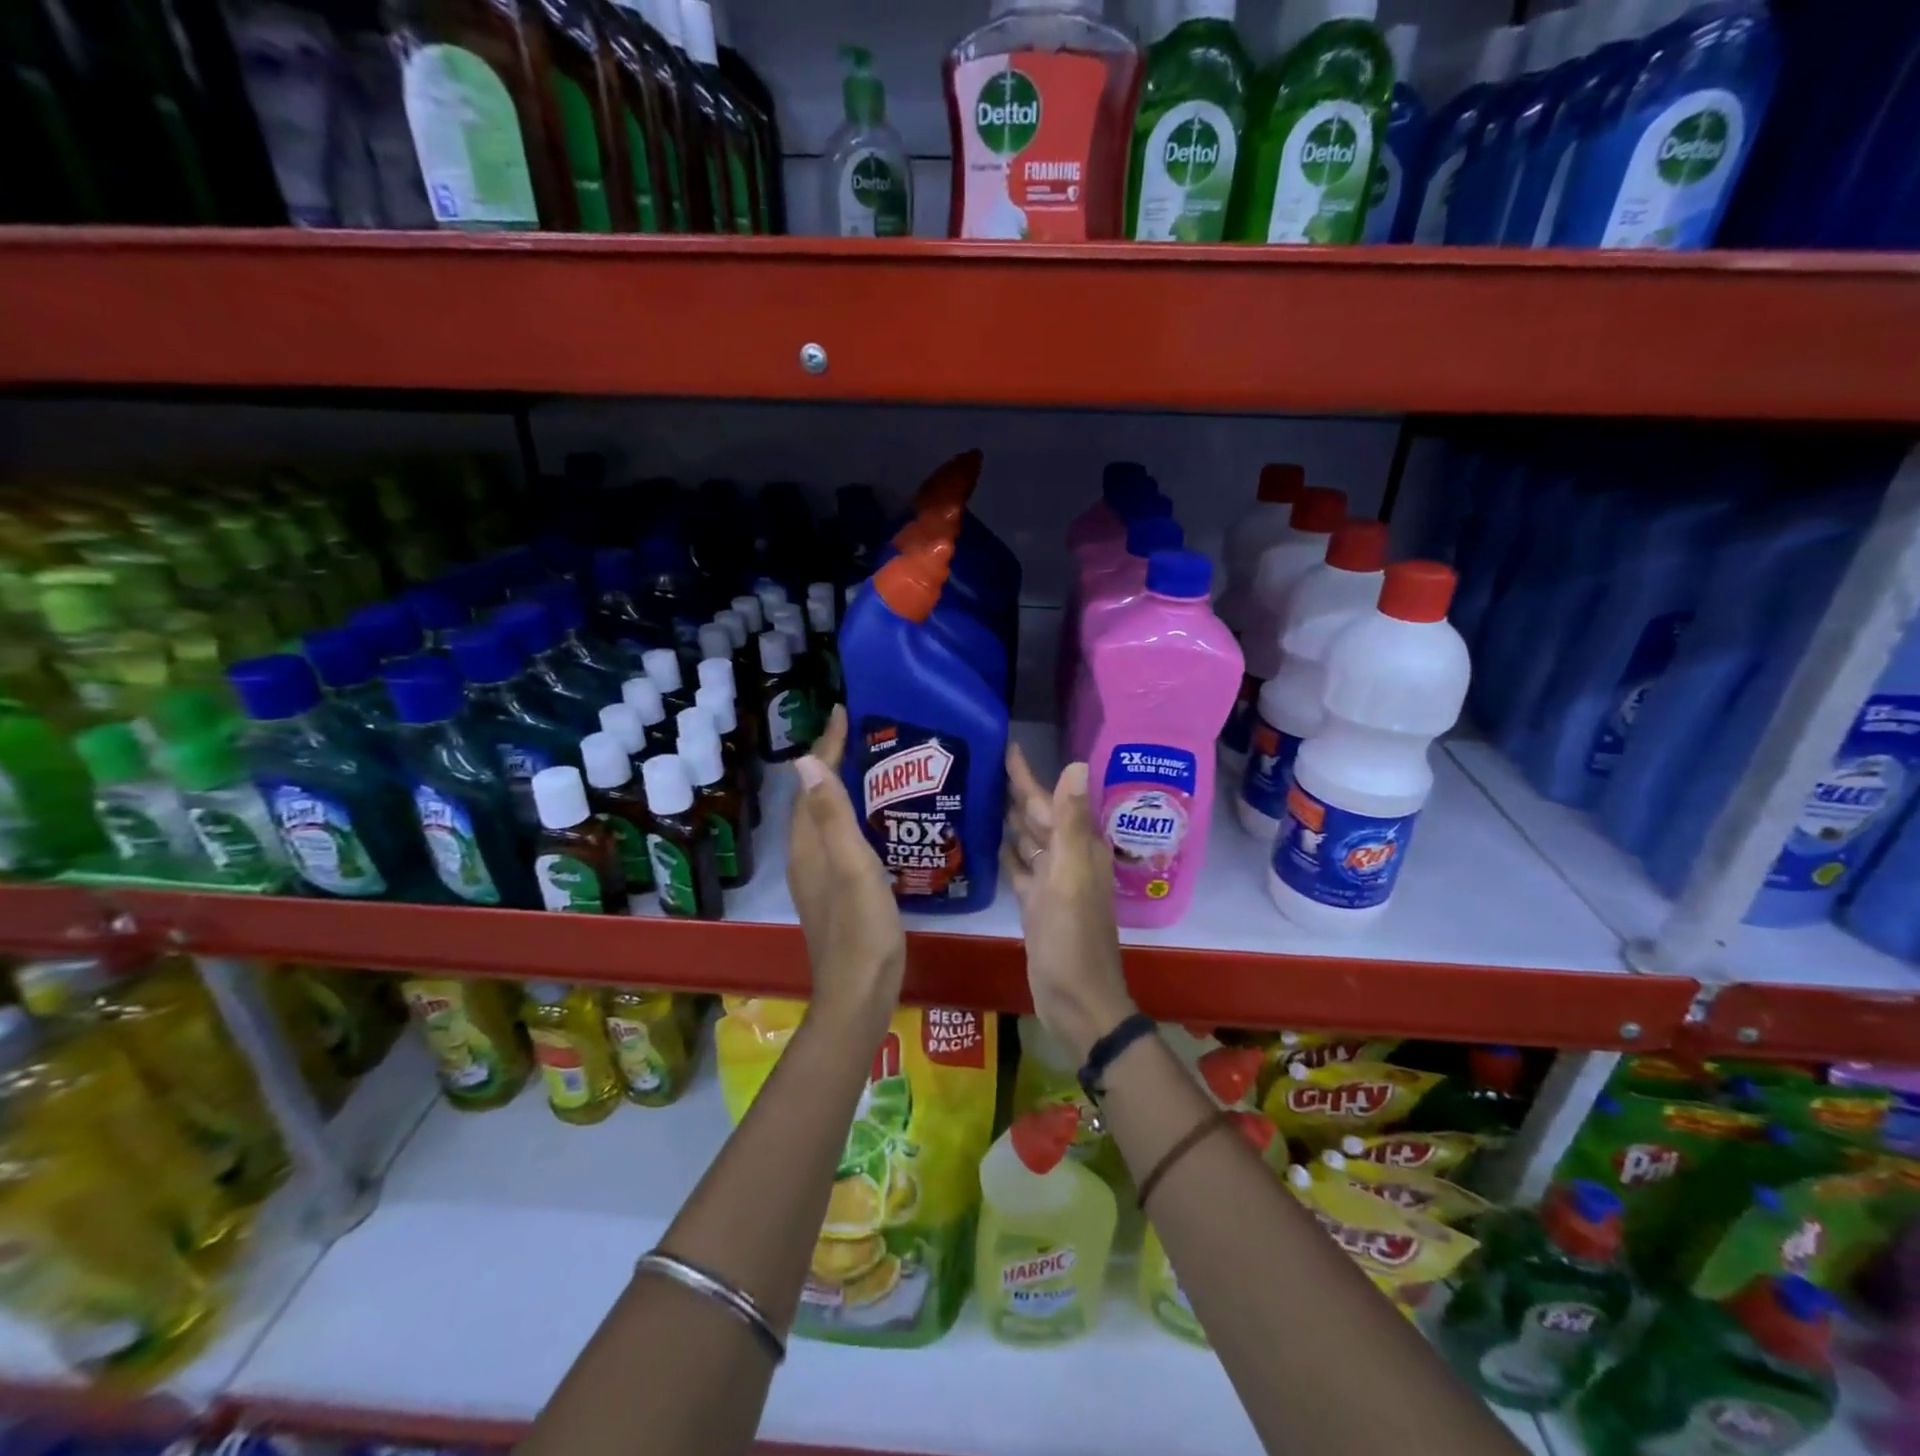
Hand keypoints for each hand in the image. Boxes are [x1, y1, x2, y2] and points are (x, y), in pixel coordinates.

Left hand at [789, 706, 905, 1036]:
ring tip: (868, 766)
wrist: (859, 995)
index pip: (811, 784)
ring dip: (838, 788)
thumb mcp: (852, 868)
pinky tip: (874, 821)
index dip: (826, 748)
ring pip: (823, 820)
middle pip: (812, 799)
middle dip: (829, 762)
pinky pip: (836, 839)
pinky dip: (849, 817)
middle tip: (859, 734)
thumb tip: (803, 761)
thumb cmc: (862, 931)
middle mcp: (807, 858)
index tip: (843, 713)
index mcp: (809, 848)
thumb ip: (832, 817)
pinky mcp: (835, 893)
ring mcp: (819, 879)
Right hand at [1002, 744, 1136, 1061]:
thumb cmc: (1072, 939)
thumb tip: (1076, 764)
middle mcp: (1067, 859)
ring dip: (1006, 820)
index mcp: (1078, 848)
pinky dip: (1004, 854)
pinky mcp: (1035, 905)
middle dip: (1012, 792)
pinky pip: (1018, 869)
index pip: (1049, 800)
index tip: (1005, 746)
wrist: (1077, 1002)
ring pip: (1026, 841)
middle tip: (977, 766)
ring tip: (975, 795)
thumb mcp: (1071, 877)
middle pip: (1036, 817)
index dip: (1027, 775)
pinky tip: (984, 842)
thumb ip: (1071, 822)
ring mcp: (1050, 884)